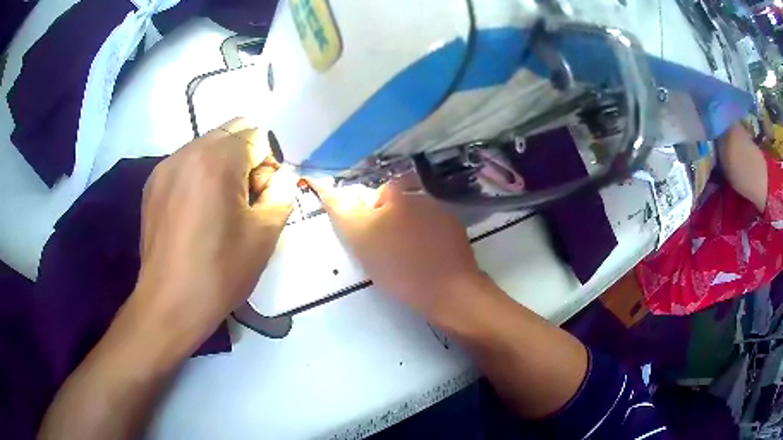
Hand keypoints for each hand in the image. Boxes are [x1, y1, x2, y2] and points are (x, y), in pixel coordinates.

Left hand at [134, 118, 296, 348]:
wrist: (170, 303)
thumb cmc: (219, 272)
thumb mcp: (265, 235)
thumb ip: (280, 194)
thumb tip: (276, 180)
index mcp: (217, 160)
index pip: (256, 134)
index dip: (267, 164)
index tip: (261, 197)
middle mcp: (187, 153)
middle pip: (230, 133)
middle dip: (245, 159)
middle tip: (242, 201)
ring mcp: (165, 168)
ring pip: (206, 147)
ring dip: (221, 167)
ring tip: (218, 209)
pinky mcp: (152, 185)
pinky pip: (185, 165)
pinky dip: (198, 177)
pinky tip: (195, 214)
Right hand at [310, 180, 484, 318]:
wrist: (449, 291)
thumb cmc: (398, 265)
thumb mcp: (360, 237)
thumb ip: (342, 209)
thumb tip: (327, 186)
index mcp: (396, 195)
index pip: (375, 194)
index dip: (368, 215)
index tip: (369, 238)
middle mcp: (421, 197)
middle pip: (397, 205)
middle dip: (388, 223)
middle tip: (384, 251)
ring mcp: (443, 214)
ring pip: (416, 218)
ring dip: (408, 232)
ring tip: (406, 260)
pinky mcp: (457, 233)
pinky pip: (434, 232)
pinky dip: (427, 242)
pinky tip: (426, 262)